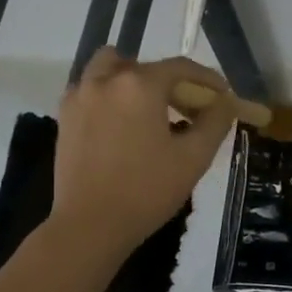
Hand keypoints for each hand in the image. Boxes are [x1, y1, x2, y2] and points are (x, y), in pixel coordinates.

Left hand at [50, 49, 237, 260]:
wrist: (91, 225)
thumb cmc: (147, 191)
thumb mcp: (194, 158)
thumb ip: (215, 122)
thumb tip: (226, 101)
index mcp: (140, 85)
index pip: (181, 68)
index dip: (207, 79)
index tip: (223, 96)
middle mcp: (106, 80)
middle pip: (145, 66)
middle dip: (171, 82)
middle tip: (187, 109)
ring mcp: (80, 96)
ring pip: (110, 68)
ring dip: (133, 79)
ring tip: (149, 109)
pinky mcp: (65, 117)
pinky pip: (90, 89)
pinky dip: (109, 95)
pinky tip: (122, 124)